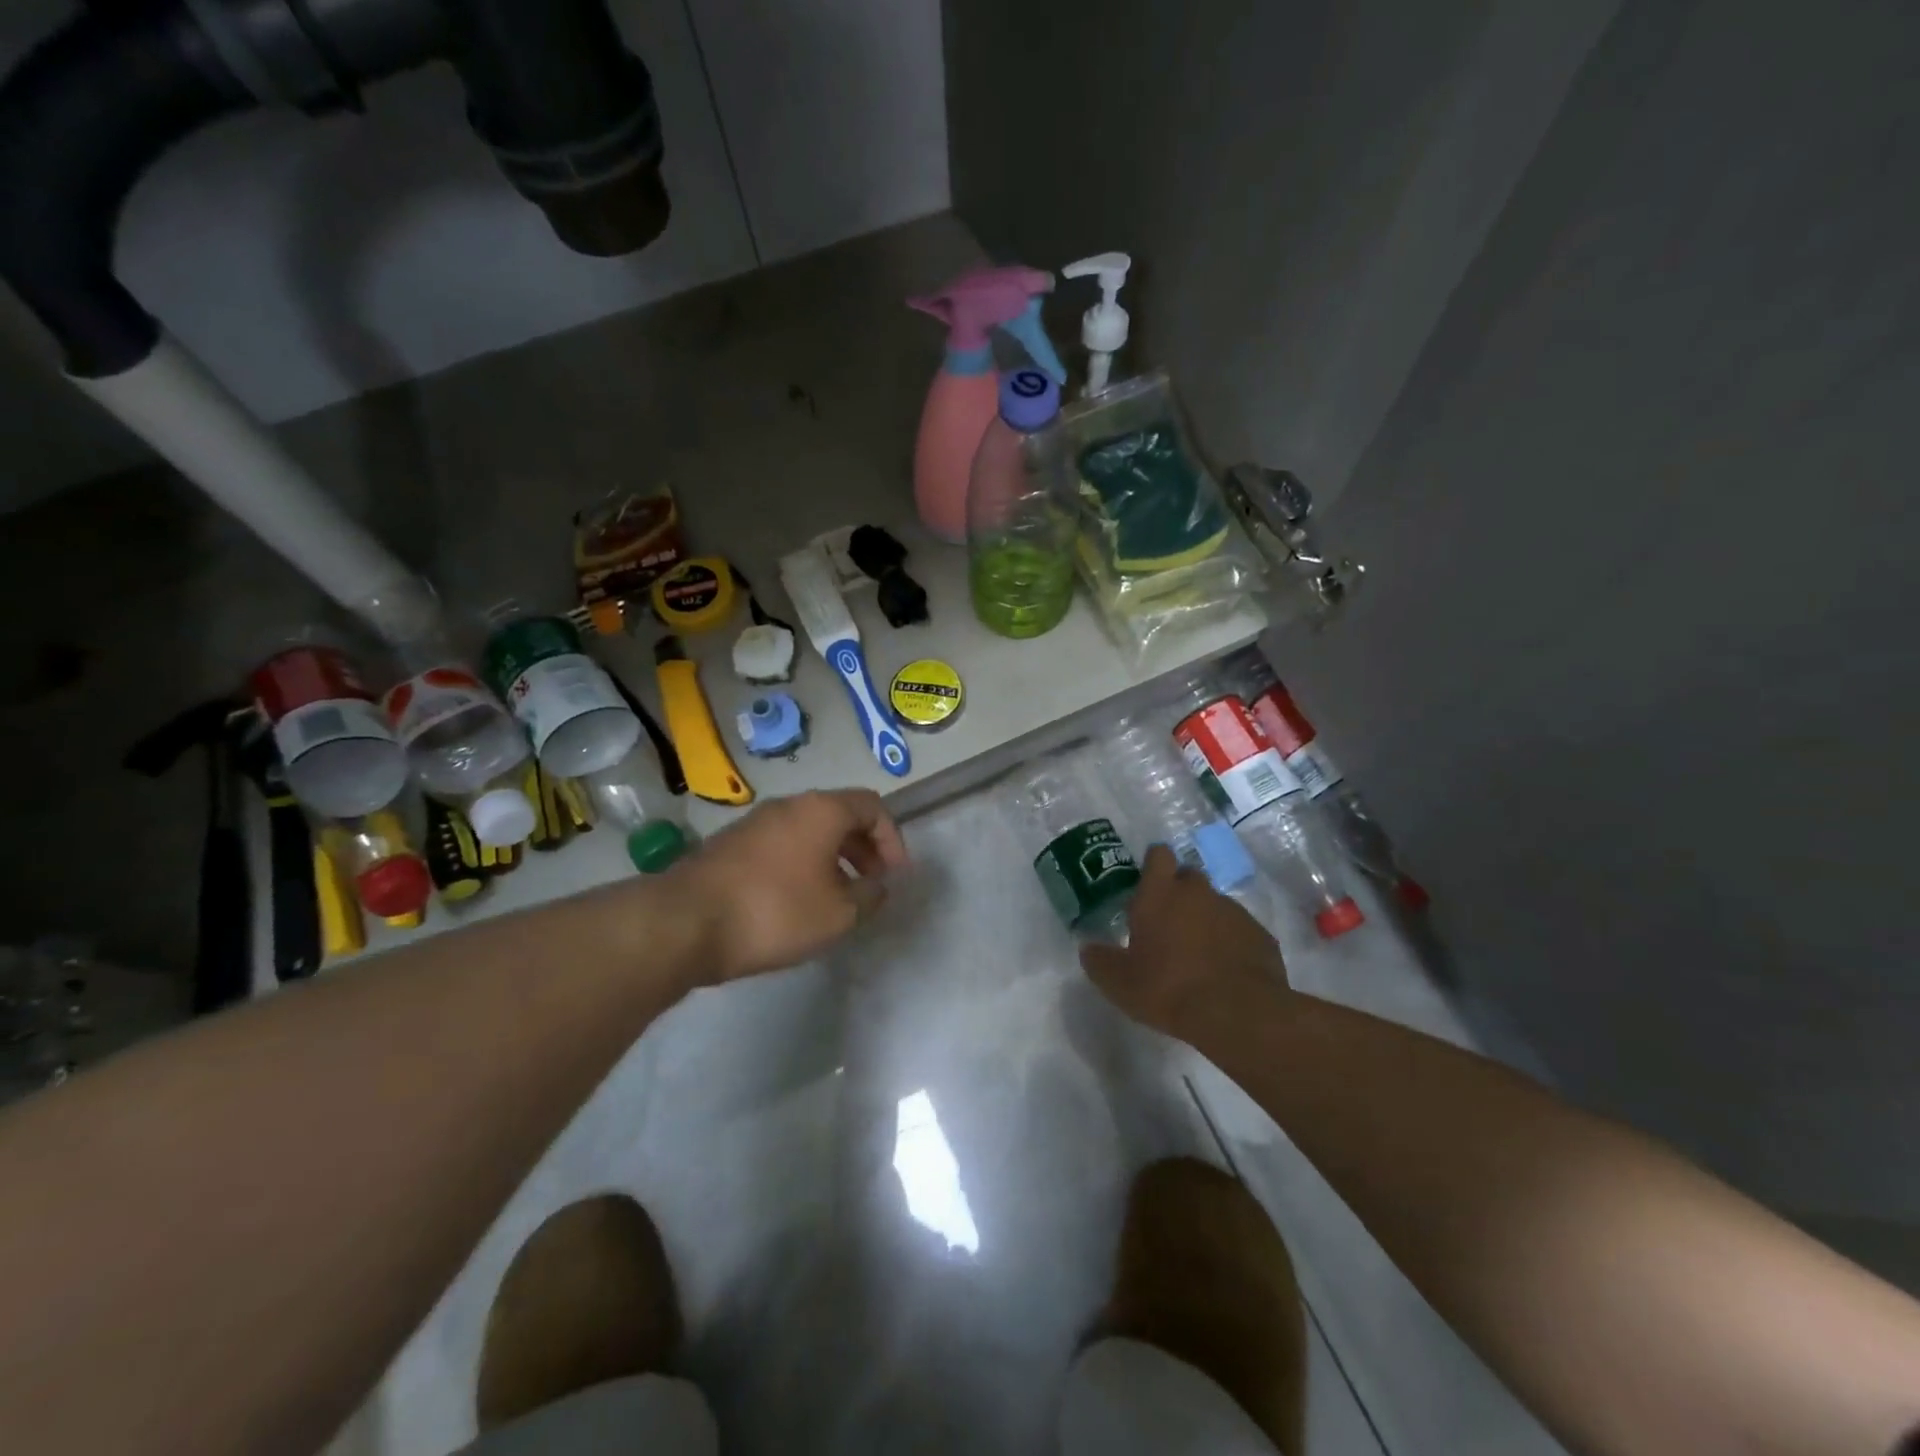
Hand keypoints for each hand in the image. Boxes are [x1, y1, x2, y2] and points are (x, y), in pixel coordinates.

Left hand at [672, 789, 908, 982]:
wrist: (684, 923)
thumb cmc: (775, 911)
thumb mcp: (839, 914)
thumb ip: (869, 897)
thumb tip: (877, 886)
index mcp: (821, 810)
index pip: (872, 806)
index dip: (892, 839)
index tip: (895, 876)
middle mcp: (788, 806)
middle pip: (839, 815)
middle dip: (864, 848)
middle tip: (872, 885)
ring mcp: (754, 823)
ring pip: (808, 831)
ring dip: (832, 858)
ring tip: (837, 898)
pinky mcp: (730, 845)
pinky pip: (781, 846)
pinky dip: (802, 865)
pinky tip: (797, 902)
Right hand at [1080, 846, 1291, 1040]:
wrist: (1239, 1014)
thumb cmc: (1168, 989)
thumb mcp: (1119, 983)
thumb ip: (1100, 961)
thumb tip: (1088, 949)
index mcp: (1160, 894)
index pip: (1158, 854)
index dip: (1154, 865)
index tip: (1148, 885)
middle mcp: (1198, 892)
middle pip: (1188, 876)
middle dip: (1179, 893)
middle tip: (1168, 924)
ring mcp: (1233, 911)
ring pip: (1215, 904)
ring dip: (1205, 920)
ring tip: (1197, 955)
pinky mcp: (1260, 935)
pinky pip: (1239, 930)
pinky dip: (1230, 943)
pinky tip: (1224, 972)